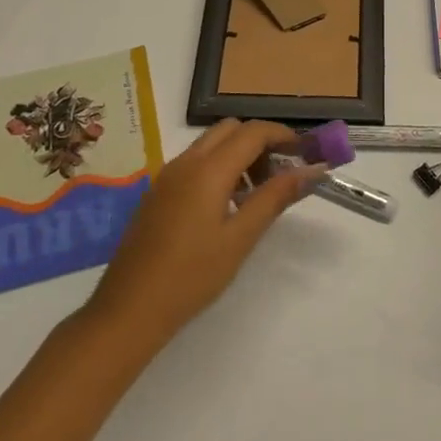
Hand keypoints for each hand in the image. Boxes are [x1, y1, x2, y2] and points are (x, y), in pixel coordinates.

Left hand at [80, 119, 323, 348]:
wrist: (127, 311)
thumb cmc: (191, 276)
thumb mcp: (241, 238)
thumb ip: (276, 197)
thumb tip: (313, 170)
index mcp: (208, 169)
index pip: (253, 132)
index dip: (283, 135)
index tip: (305, 154)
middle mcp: (186, 162)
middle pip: (231, 129)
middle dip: (261, 141)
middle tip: (281, 173)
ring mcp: (167, 176)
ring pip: (211, 144)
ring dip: (239, 154)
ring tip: (256, 194)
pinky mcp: (157, 193)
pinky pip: (194, 162)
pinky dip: (218, 167)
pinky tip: (226, 206)